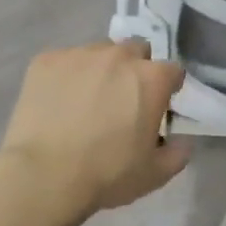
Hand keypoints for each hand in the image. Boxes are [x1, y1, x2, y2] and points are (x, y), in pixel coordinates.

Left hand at [0, 40, 189, 224]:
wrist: (43, 176)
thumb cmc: (107, 174)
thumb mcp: (155, 174)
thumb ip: (178, 153)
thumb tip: (182, 140)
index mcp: (151, 79)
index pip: (173, 70)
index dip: (168, 88)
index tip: (159, 106)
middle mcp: (118, 56)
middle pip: (136, 50)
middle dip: (135, 69)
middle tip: (123, 100)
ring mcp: (79, 55)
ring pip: (98, 53)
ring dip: (101, 69)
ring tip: (87, 100)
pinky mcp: (45, 60)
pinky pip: (64, 61)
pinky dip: (67, 76)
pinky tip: (58, 102)